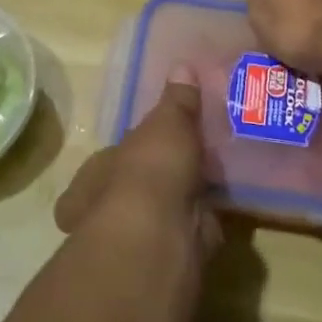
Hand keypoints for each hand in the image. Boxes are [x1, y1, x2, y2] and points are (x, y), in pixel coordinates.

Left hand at [54, 69, 219, 256]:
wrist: (159, 237)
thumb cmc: (148, 173)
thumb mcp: (167, 123)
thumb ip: (177, 100)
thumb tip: (182, 65)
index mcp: (96, 174)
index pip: (111, 158)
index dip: (133, 150)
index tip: (160, 140)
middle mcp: (108, 208)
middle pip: (136, 187)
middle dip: (160, 178)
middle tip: (193, 160)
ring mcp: (138, 236)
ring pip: (163, 211)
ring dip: (184, 200)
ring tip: (215, 180)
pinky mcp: (170, 256)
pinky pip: (190, 230)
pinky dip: (206, 221)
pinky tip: (225, 206)